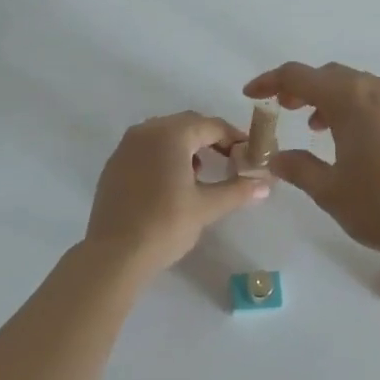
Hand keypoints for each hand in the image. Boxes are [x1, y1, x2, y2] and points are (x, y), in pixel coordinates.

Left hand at [86, 112, 269, 278]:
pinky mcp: (114, 164)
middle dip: (211, 139)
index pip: (211, 125)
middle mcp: (146, 130)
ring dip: (187, 146)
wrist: (113, 255)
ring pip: (165, 134)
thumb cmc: (165, 224)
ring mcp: (126, 146)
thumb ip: (238, 191)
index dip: (234, 137)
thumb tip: (266, 184)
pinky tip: (171, 184)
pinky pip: (146, 148)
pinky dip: (164, 156)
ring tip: (201, 174)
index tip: (249, 153)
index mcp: (171, 133)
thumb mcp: (206, 207)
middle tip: (230, 160)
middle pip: (187, 124)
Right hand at [243, 62, 379, 262]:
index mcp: (350, 99)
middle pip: (327, 74)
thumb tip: (276, 157)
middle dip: (299, 87)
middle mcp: (374, 88)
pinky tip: (345, 135)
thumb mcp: (330, 190)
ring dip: (326, 96)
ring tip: (311, 124)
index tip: (251, 95)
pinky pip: (371, 96)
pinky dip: (350, 104)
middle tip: (280, 108)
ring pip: (352, 83)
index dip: (270, 82)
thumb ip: (298, 168)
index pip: (298, 76)